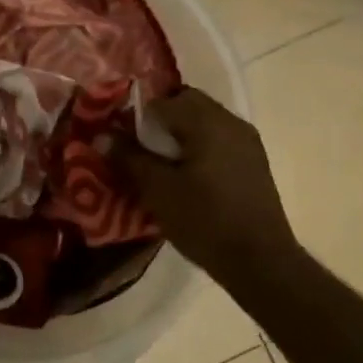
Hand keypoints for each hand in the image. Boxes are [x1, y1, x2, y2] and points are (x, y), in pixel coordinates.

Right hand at [115, 87, 298, 280]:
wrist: (259, 261)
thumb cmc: (204, 221)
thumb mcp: (158, 190)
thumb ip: (129, 158)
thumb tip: (103, 136)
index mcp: (207, 122)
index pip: (162, 101)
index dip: (136, 117)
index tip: (122, 141)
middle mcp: (231, 122)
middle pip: (187, 104)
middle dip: (160, 122)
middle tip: (140, 151)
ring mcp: (247, 142)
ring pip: (204, 123)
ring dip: (180, 136)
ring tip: (161, 167)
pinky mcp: (254, 162)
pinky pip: (218, 141)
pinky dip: (198, 148)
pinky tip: (187, 179)